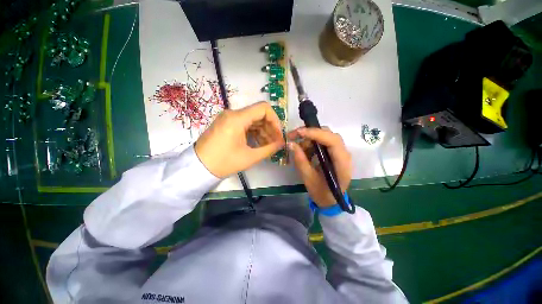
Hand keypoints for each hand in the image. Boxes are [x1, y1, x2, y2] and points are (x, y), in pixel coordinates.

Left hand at [195, 102, 284, 177]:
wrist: (198, 167)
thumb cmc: (224, 162)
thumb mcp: (250, 157)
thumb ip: (269, 149)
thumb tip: (282, 143)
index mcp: (237, 118)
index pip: (264, 108)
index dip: (275, 120)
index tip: (278, 134)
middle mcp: (233, 114)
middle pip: (259, 114)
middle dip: (270, 128)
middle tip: (276, 142)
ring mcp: (228, 118)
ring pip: (252, 120)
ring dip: (263, 131)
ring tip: (268, 145)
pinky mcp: (226, 124)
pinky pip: (245, 124)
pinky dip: (254, 132)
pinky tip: (258, 143)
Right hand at [287, 127, 351, 207]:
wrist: (331, 201)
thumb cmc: (322, 193)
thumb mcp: (308, 178)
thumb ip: (300, 160)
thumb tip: (291, 144)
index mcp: (342, 163)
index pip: (332, 141)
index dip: (315, 134)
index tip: (298, 133)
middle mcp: (344, 154)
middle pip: (329, 135)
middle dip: (310, 133)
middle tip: (294, 136)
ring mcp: (340, 152)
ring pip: (325, 137)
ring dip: (310, 139)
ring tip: (298, 147)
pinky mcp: (335, 153)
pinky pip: (323, 142)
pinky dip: (312, 143)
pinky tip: (305, 150)